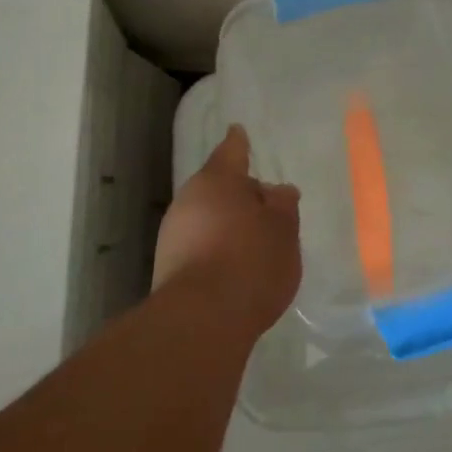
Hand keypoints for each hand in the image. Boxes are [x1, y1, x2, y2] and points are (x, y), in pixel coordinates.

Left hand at [155, 125, 301, 336]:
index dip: (239, 143)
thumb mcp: (283, 230)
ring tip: (255, 241)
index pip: (232, 151)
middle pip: (218, 187)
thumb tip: (278, 191)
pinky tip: (235, 267)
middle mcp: (189, 199)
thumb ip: (283, 206)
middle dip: (239, 194)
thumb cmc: (251, 262)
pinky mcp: (167, 266)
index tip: (238, 132)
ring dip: (227, 224)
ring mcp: (173, 234)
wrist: (201, 320)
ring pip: (207, 217)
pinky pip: (199, 245)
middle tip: (265, 205)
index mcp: (218, 180)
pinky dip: (217, 248)